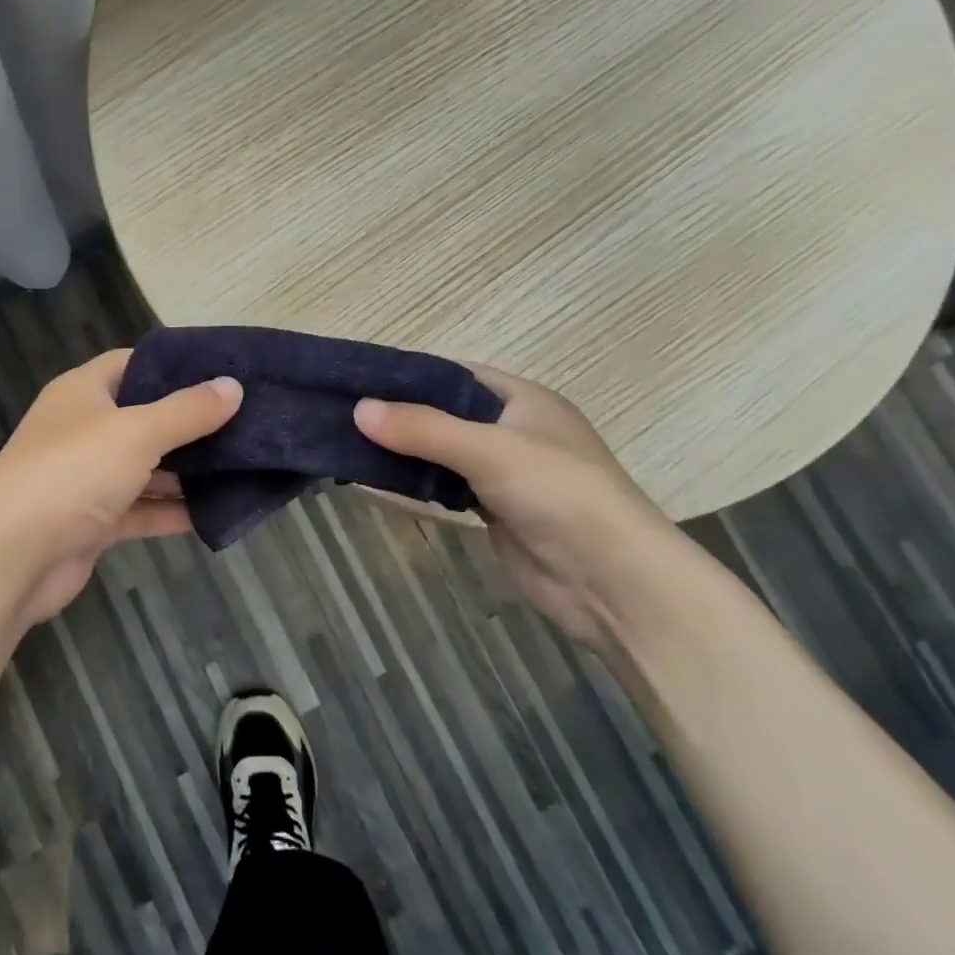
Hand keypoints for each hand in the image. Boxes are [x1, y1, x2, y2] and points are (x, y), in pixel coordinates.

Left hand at [0, 350, 241, 625]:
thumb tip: (232, 386)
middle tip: (247, 420)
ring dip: (188, 470)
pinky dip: (173, 510)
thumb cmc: (71, 474)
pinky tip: (217, 510)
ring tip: (244, 464)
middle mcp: (84, 429)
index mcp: (83, 392)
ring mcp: (87, 478)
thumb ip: (187, 411)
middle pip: (145, 417)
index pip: (134, 363)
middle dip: (192, 422)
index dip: (176, 365)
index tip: (224, 371)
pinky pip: (142, 508)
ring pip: (147, 466)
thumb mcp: (136, 432)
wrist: (9, 559)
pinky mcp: (94, 522)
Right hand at [354, 366, 680, 649]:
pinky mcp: (495, 511)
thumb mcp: (488, 450)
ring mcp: (505, 473)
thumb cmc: (559, 494)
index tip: (359, 379)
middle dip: (400, 414)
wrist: (611, 581)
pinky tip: (381, 479)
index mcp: (522, 399)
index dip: (410, 375)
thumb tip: (358, 408)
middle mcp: (513, 430)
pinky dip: (418, 482)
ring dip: (406, 450)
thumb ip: (423, 428)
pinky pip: (447, 487)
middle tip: (343, 413)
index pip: (455, 374)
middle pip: (445, 413)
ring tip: (349, 442)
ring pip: (443, 452)